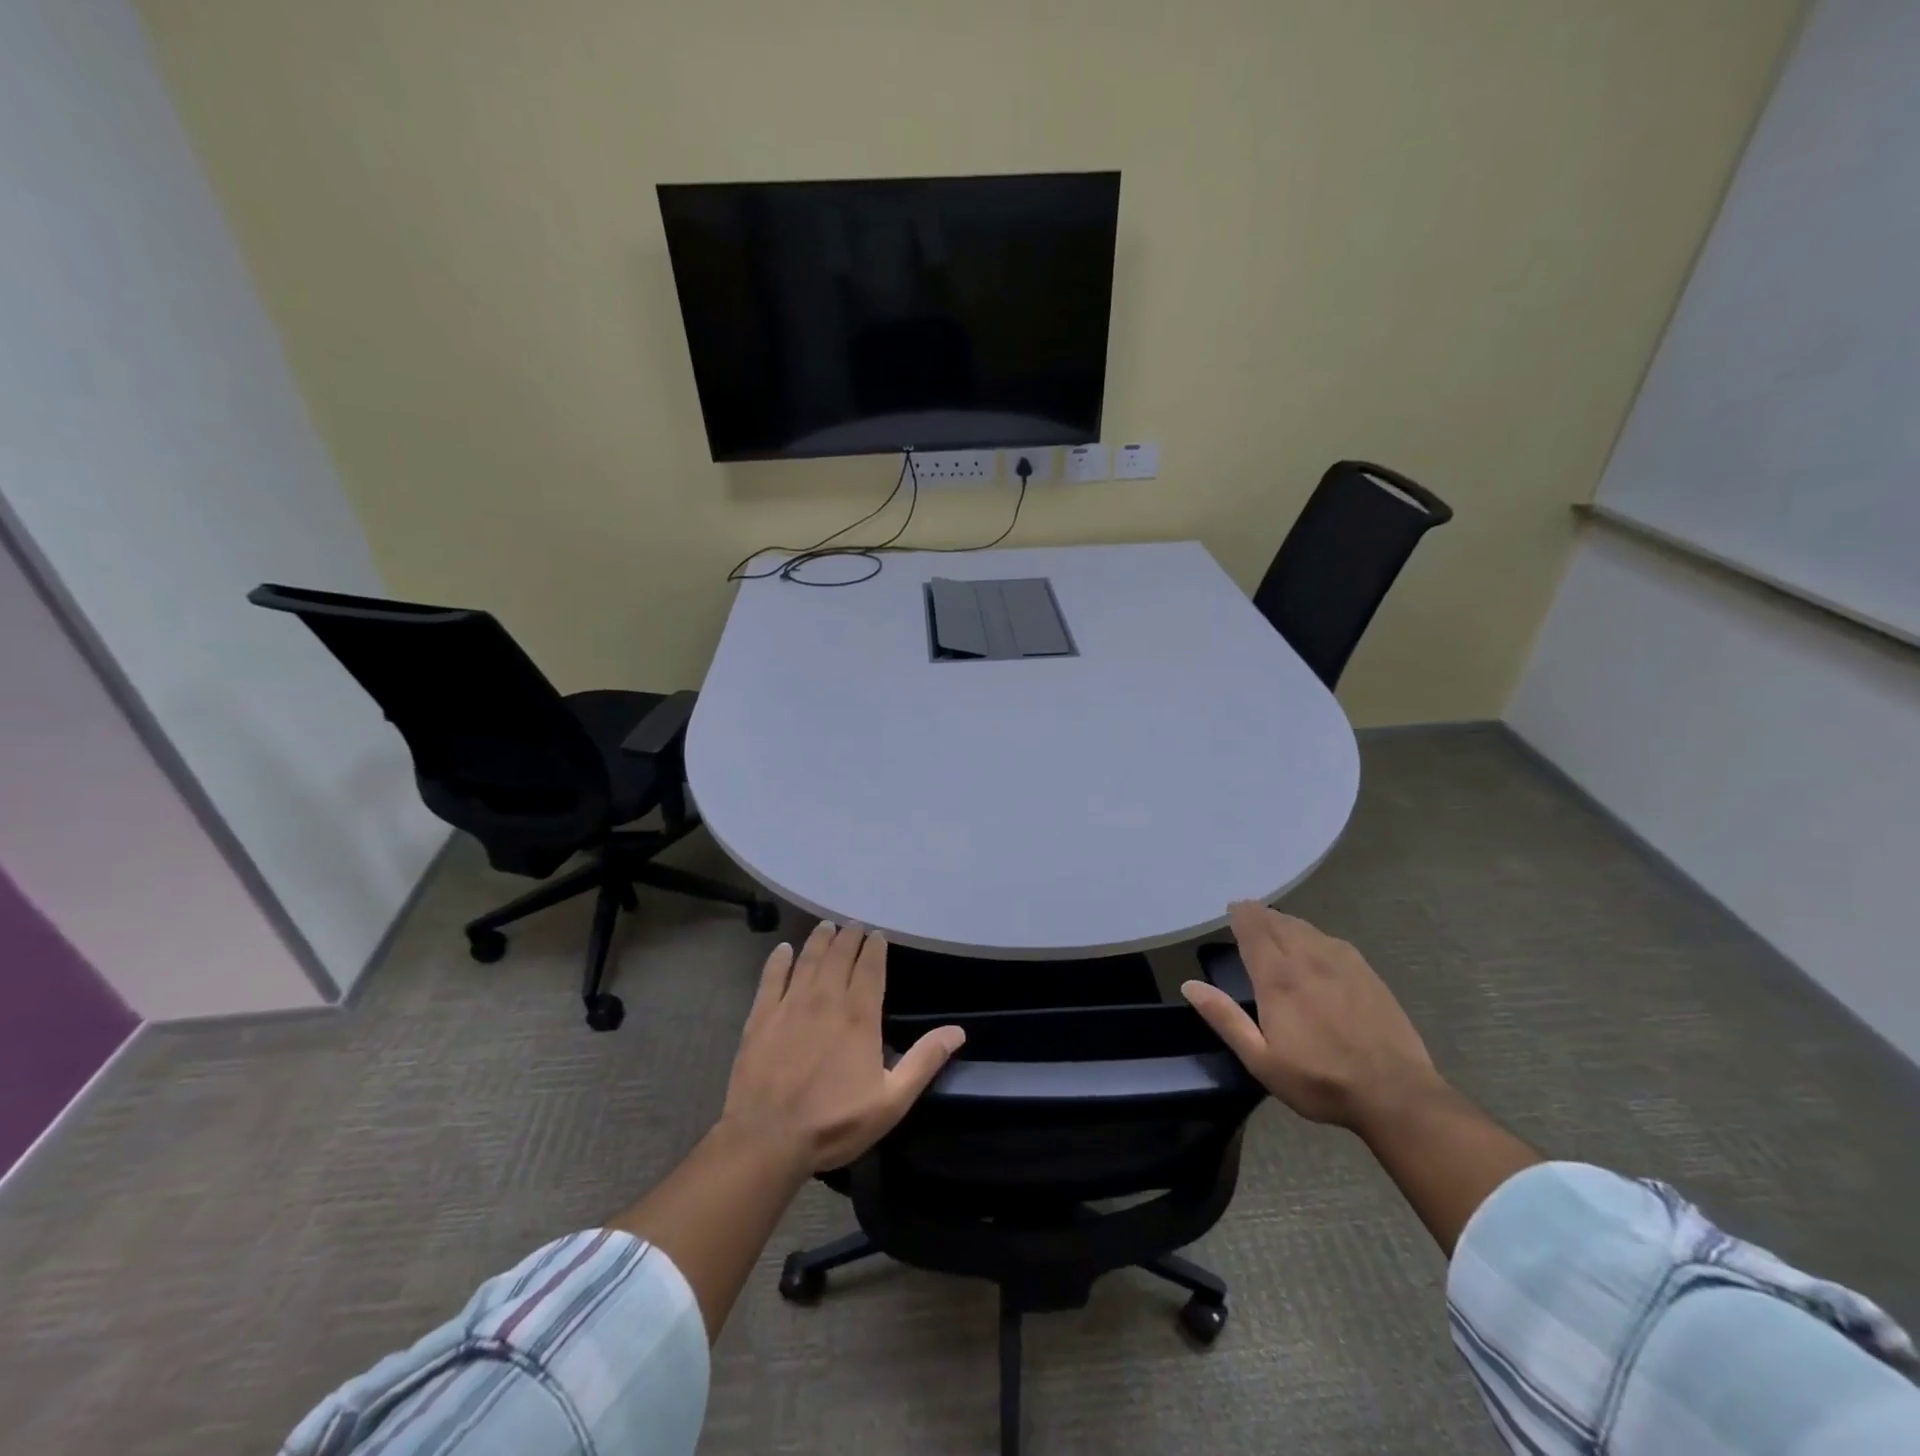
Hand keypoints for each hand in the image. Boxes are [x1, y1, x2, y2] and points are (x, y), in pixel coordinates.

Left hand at [721, 921, 964, 1173]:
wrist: (767, 1139)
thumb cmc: (834, 1122)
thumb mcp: (892, 1101)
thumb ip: (924, 1061)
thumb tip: (958, 1031)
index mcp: (859, 1016)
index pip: (870, 968)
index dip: (875, 948)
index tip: (878, 934)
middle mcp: (826, 999)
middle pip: (839, 956)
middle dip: (849, 937)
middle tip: (854, 925)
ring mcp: (790, 1005)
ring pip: (808, 960)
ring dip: (819, 940)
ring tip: (826, 926)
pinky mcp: (761, 1017)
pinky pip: (771, 978)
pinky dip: (778, 960)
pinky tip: (783, 949)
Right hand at [1181, 902, 1442, 1129]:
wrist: (1395, 1094)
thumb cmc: (1320, 1080)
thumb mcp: (1261, 1060)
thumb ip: (1225, 1019)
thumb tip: (1190, 985)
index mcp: (1278, 978)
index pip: (1254, 930)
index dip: (1241, 915)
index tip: (1232, 908)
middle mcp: (1307, 959)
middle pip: (1279, 923)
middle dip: (1261, 915)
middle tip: (1248, 914)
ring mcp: (1341, 962)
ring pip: (1306, 928)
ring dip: (1286, 922)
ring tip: (1275, 925)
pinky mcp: (1367, 972)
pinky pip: (1331, 939)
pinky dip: (1313, 933)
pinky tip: (1314, 944)